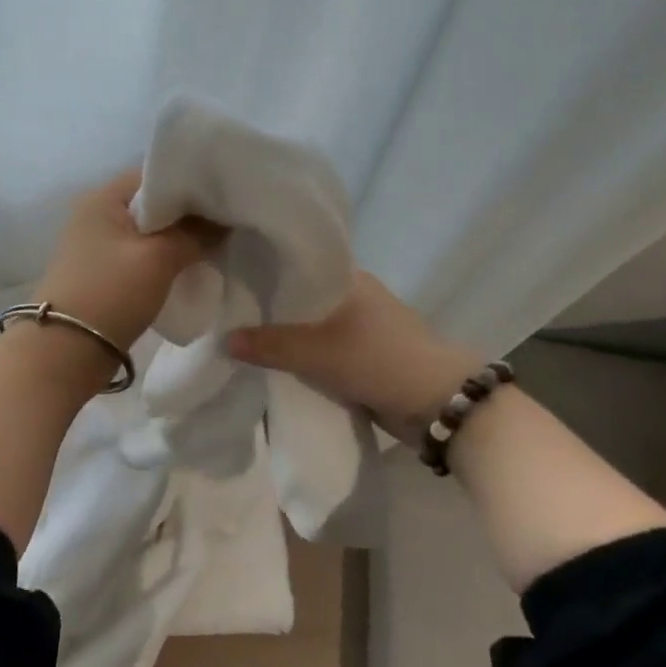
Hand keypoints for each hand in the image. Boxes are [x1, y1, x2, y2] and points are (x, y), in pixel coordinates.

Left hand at [38, 170, 221, 348]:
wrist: (67, 350)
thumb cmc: (111, 292)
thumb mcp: (159, 257)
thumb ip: (196, 233)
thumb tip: (224, 221)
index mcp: (103, 197)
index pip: (156, 174)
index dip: (193, 184)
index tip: (226, 197)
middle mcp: (96, 214)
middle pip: (154, 204)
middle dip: (189, 215)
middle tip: (227, 222)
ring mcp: (96, 245)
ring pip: (149, 232)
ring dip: (178, 239)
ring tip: (215, 245)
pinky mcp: (102, 273)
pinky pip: (141, 256)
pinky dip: (164, 259)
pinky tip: (190, 267)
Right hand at [226, 270, 482, 422]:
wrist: (442, 405)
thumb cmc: (381, 360)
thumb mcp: (319, 352)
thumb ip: (271, 345)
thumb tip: (223, 340)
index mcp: (348, 277)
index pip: (296, 261)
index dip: (263, 266)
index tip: (228, 273)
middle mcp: (353, 295)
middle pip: (299, 295)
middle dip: (267, 305)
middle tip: (224, 309)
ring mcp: (360, 327)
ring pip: (308, 324)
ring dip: (283, 333)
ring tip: (239, 335)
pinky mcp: (362, 355)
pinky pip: (319, 349)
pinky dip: (299, 354)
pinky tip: (271, 361)